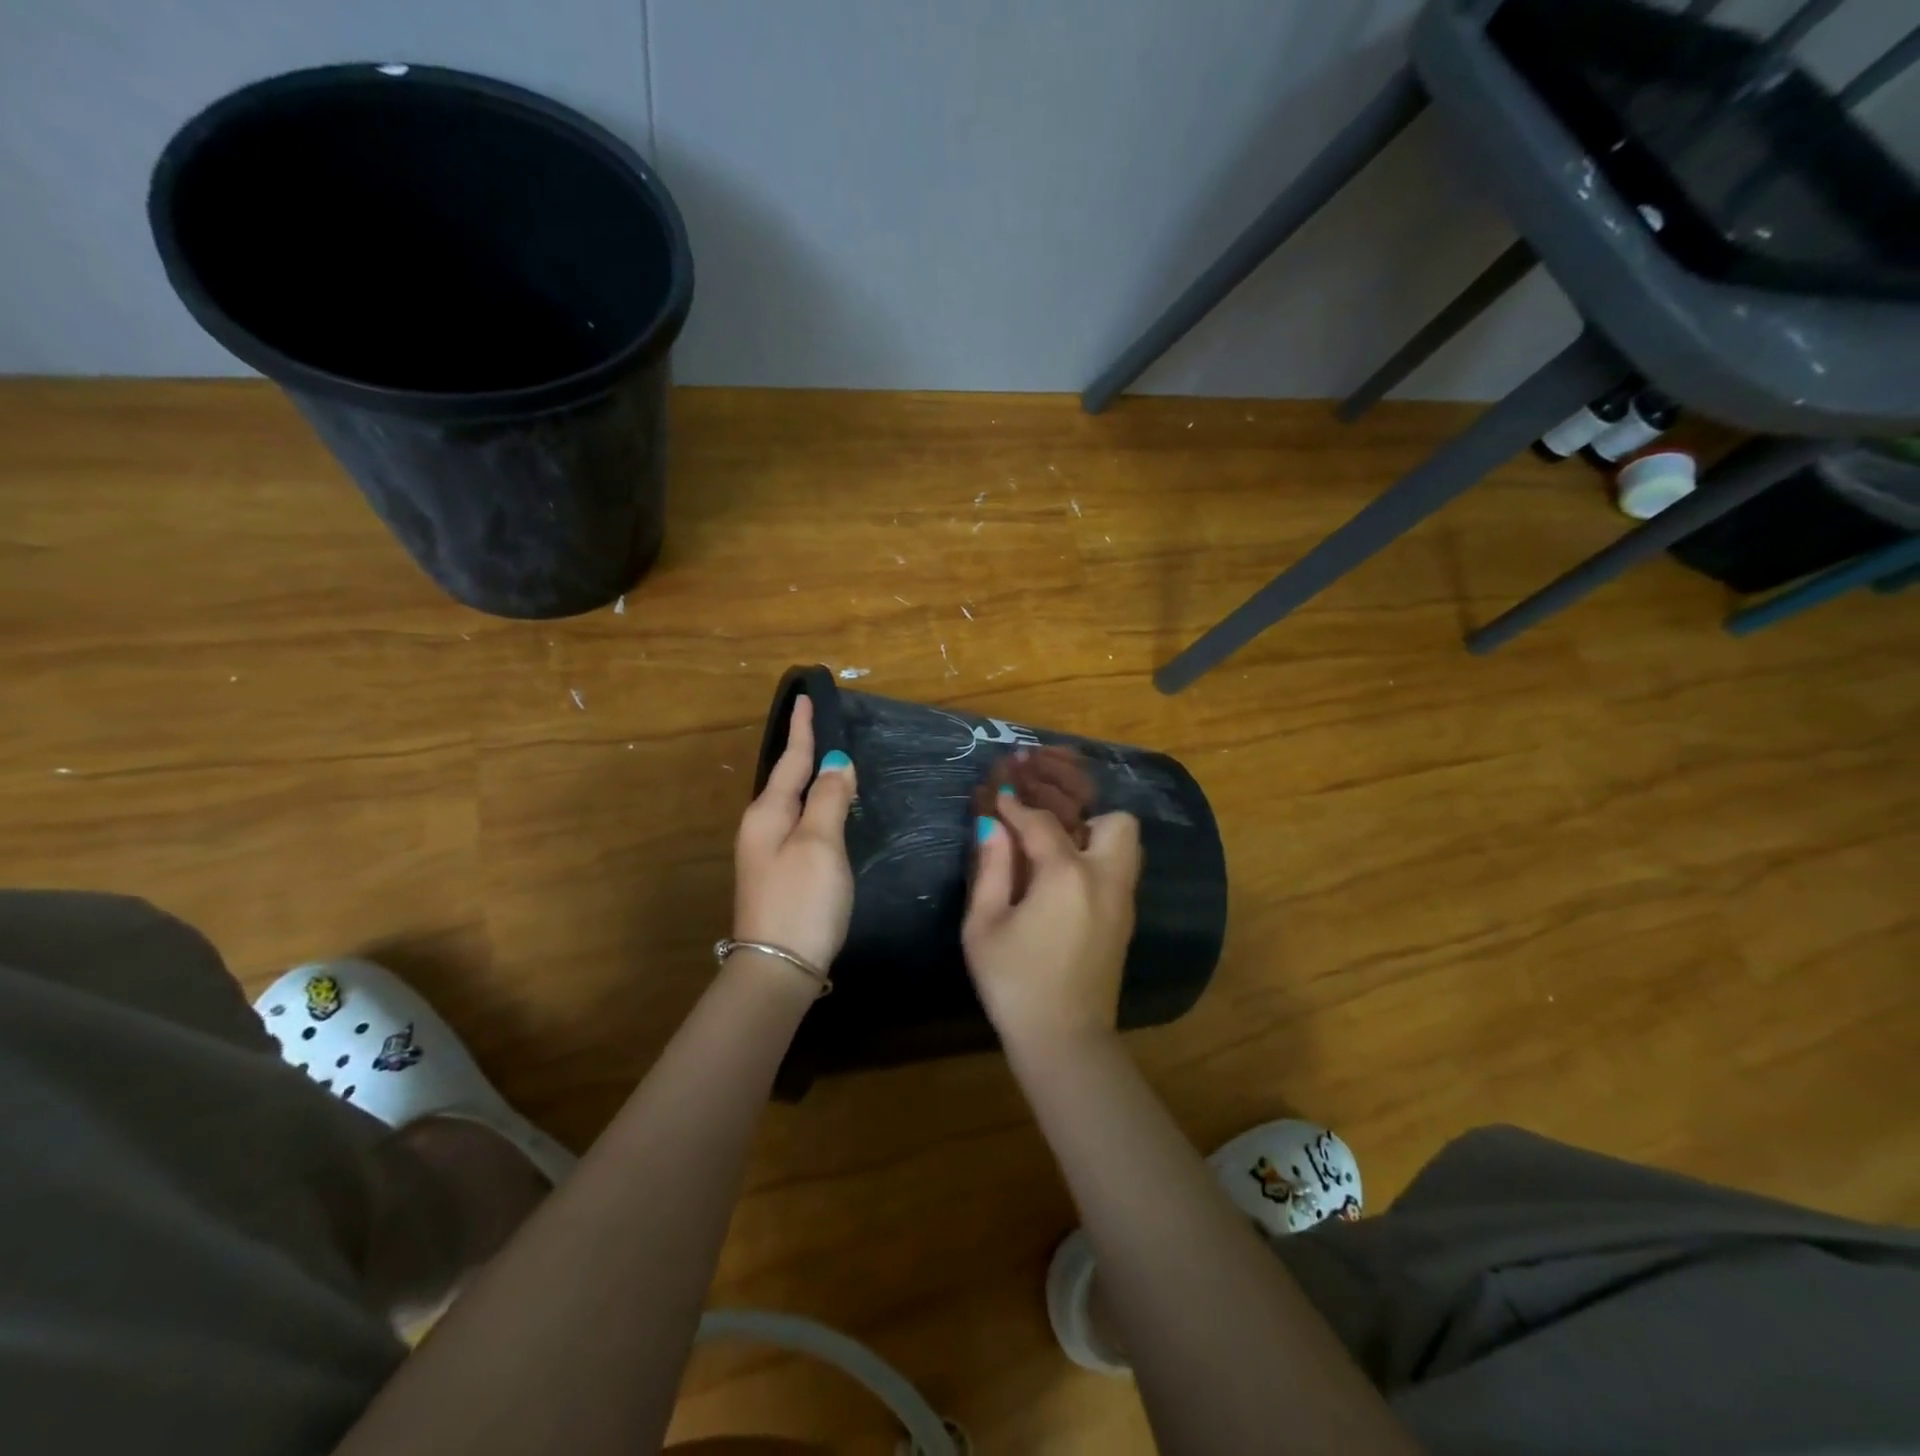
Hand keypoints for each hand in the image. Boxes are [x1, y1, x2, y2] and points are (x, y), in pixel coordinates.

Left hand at [732, 695, 856, 972]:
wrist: (779, 969)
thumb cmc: (802, 900)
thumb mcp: (820, 844)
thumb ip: (829, 799)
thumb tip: (838, 763)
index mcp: (768, 813)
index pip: (791, 759)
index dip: (803, 729)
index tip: (806, 697)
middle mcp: (761, 828)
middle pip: (787, 779)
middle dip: (804, 752)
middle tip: (824, 726)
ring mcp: (767, 853)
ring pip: (792, 803)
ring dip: (810, 780)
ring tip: (830, 761)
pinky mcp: (780, 874)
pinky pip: (798, 825)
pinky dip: (814, 808)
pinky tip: (827, 811)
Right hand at [963, 795, 1141, 1048]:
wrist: (1064, 1040)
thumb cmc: (1015, 983)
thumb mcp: (985, 925)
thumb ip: (991, 867)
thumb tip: (991, 825)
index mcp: (1067, 874)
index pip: (1041, 822)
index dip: (1016, 806)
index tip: (999, 795)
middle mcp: (1105, 877)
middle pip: (1114, 820)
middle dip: (1080, 814)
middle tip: (1044, 829)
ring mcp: (1122, 899)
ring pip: (1126, 844)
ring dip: (1095, 836)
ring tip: (1056, 851)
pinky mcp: (1126, 920)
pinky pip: (1120, 870)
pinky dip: (1098, 860)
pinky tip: (1065, 880)